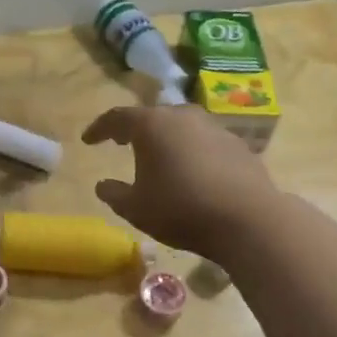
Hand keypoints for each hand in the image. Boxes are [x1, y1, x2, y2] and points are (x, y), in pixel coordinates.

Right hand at [81, 105, 278, 258]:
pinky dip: (192, 151)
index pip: (117, 118)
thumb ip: (114, 194)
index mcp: (152, 125)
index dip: (99, 129)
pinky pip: (204, 142)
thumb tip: (102, 185)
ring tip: (158, 157)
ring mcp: (214, 127)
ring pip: (181, 127)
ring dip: (166, 139)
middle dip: (134, 129)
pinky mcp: (238, 145)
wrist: (248, 219)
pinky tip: (192, 172)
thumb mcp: (136, 208)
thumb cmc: (181, 209)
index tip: (88, 140)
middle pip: (152, 116)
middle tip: (122, 142)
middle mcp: (183, 116)